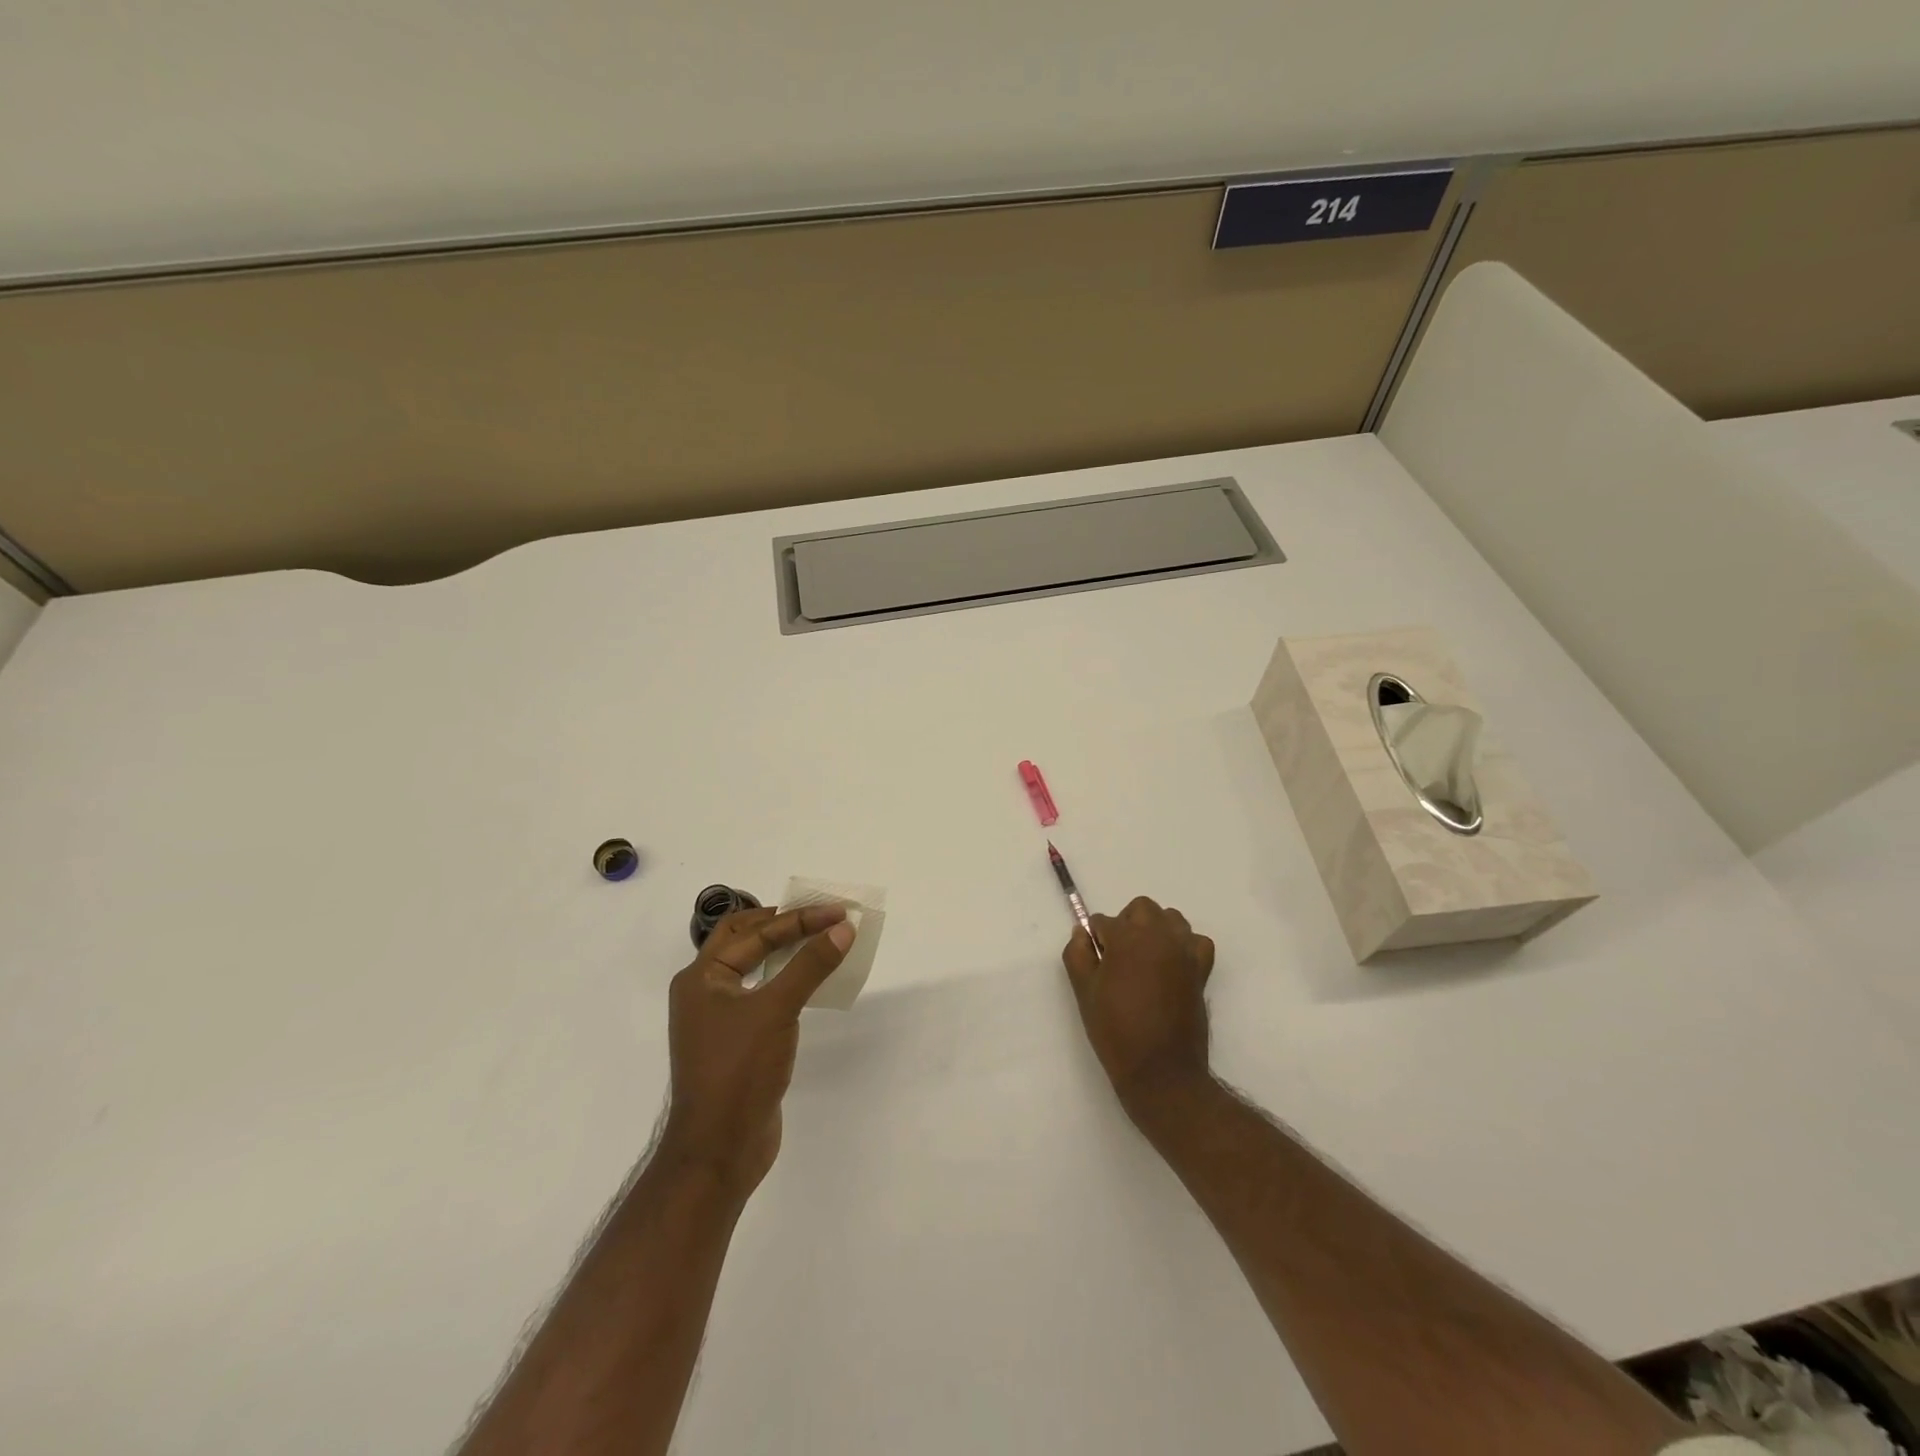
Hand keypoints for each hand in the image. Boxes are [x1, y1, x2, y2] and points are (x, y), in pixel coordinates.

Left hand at [661, 904, 855, 1196]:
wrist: (719, 1149)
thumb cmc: (739, 1070)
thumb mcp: (777, 1010)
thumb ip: (810, 965)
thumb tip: (843, 929)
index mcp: (701, 977)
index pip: (755, 932)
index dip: (800, 919)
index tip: (839, 912)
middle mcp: (705, 991)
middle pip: (745, 940)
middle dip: (785, 924)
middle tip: (823, 916)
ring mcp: (719, 1018)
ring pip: (754, 967)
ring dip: (787, 950)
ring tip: (821, 940)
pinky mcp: (737, 1041)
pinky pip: (763, 995)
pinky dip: (787, 980)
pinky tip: (810, 983)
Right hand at [1063, 896, 1215, 1120]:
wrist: (1161, 1070)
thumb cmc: (1116, 1030)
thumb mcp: (1084, 992)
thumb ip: (1077, 954)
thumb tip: (1081, 932)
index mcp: (1127, 938)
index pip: (1103, 921)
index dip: (1095, 940)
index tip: (1095, 963)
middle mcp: (1159, 935)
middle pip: (1141, 908)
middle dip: (1126, 923)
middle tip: (1117, 956)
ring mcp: (1184, 951)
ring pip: (1170, 919)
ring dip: (1155, 929)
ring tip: (1144, 959)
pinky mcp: (1201, 969)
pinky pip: (1196, 941)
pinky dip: (1185, 945)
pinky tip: (1172, 964)